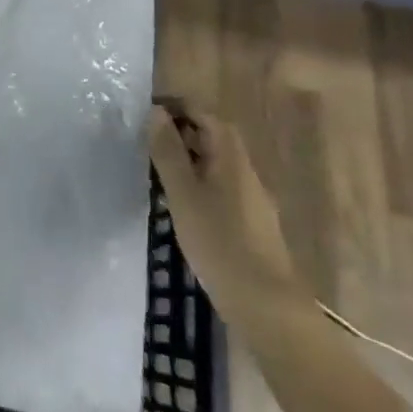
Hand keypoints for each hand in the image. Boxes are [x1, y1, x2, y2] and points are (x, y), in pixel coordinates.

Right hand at [148, 101, 297, 306]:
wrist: (265, 304)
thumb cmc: (219, 241)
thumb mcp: (183, 193)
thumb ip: (168, 151)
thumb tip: (156, 112)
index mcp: (231, 156)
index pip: (204, 114)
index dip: (177, 107)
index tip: (147, 113)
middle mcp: (245, 169)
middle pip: (213, 136)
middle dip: (181, 132)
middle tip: (147, 142)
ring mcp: (252, 197)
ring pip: (217, 163)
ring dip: (189, 158)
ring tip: (157, 171)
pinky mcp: (251, 222)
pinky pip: (221, 186)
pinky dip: (199, 182)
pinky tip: (182, 205)